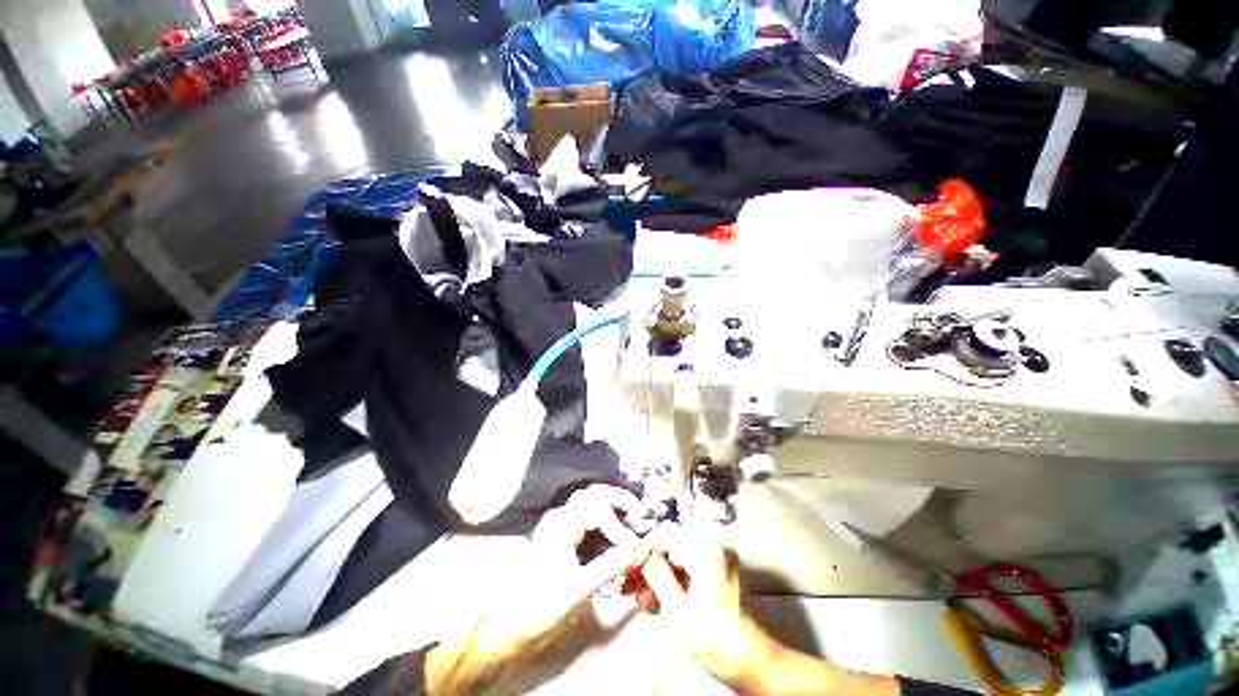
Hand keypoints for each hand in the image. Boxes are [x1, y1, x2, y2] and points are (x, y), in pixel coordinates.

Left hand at [478, 484, 649, 647]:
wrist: (509, 625)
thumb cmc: (541, 607)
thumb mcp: (579, 588)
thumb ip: (612, 566)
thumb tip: (642, 549)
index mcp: (562, 526)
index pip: (599, 511)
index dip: (621, 527)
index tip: (636, 547)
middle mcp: (559, 517)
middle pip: (593, 494)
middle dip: (619, 500)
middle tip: (640, 513)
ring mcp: (556, 525)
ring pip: (587, 500)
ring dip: (610, 503)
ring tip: (629, 515)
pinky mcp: (556, 535)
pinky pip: (582, 513)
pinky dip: (600, 513)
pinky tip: (609, 526)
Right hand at [640, 526, 900, 695]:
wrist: (755, 664)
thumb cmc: (717, 639)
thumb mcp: (679, 611)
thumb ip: (658, 576)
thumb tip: (642, 555)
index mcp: (705, 549)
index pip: (665, 534)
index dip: (642, 549)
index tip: (625, 567)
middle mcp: (712, 546)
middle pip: (670, 545)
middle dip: (648, 566)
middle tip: (628, 587)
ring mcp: (716, 558)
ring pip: (677, 558)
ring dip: (657, 576)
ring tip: (640, 599)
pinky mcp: (717, 572)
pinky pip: (687, 568)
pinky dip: (672, 582)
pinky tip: (658, 601)